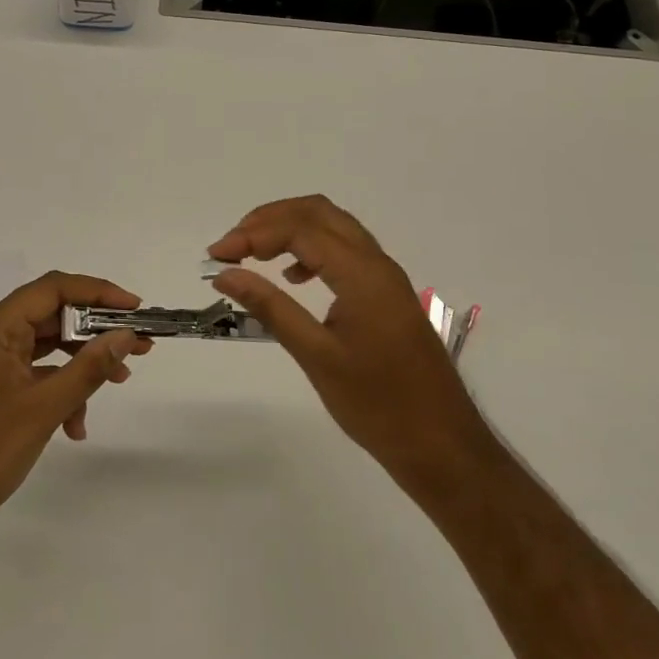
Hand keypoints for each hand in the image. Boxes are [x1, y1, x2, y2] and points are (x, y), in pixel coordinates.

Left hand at [0, 272, 151, 563]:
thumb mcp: (43, 409)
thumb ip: (87, 369)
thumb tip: (124, 335)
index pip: (53, 289)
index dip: (98, 292)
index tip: (134, 308)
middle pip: (52, 316)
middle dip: (96, 331)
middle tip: (138, 346)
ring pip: (46, 348)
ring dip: (81, 364)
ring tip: (119, 381)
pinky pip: (33, 375)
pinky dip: (59, 390)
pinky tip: (75, 426)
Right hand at [208, 196, 486, 500]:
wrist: (443, 445)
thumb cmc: (378, 405)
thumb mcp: (317, 356)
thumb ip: (271, 308)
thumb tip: (226, 274)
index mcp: (362, 274)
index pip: (299, 229)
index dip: (252, 234)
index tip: (216, 256)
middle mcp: (376, 263)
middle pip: (317, 212)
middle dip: (269, 219)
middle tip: (232, 245)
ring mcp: (385, 277)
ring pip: (333, 227)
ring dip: (290, 229)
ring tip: (252, 254)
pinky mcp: (386, 294)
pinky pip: (344, 251)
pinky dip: (311, 249)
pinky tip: (292, 277)